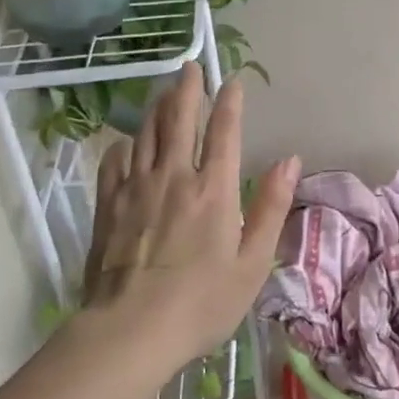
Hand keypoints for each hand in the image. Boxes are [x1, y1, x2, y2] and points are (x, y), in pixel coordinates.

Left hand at [82, 68, 299, 362]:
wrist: (130, 331)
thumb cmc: (201, 302)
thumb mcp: (252, 262)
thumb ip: (271, 206)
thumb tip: (290, 160)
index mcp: (213, 189)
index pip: (224, 131)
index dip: (230, 102)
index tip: (232, 81)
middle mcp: (175, 177)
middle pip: (180, 120)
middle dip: (187, 89)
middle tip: (189, 66)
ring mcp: (137, 188)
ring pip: (147, 134)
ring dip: (157, 108)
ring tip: (163, 92)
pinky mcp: (108, 206)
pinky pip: (115, 162)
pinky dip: (124, 144)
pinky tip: (127, 142)